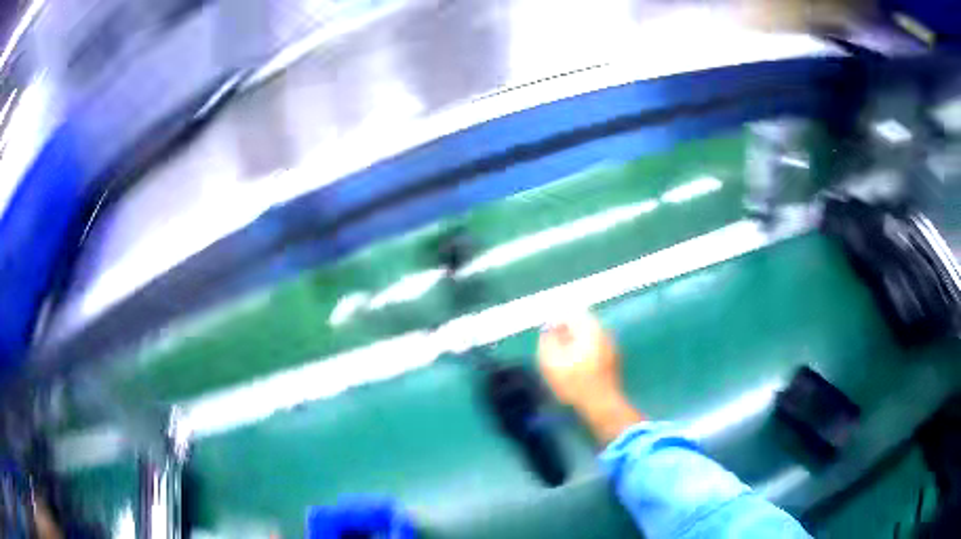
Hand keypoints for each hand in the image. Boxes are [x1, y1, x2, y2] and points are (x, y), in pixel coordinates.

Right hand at [537, 312, 641, 443]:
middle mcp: (604, 332)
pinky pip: (595, 349)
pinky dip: (584, 353)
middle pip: (582, 324)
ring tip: (561, 357)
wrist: (601, 405)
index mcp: (590, 328)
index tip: (545, 332)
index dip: (556, 321)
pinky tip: (575, 367)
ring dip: (575, 343)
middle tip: (552, 344)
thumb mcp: (551, 361)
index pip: (571, 314)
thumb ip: (547, 341)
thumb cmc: (575, 382)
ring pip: (589, 337)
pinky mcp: (613, 362)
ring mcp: (611, 347)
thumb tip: (548, 330)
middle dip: (566, 331)